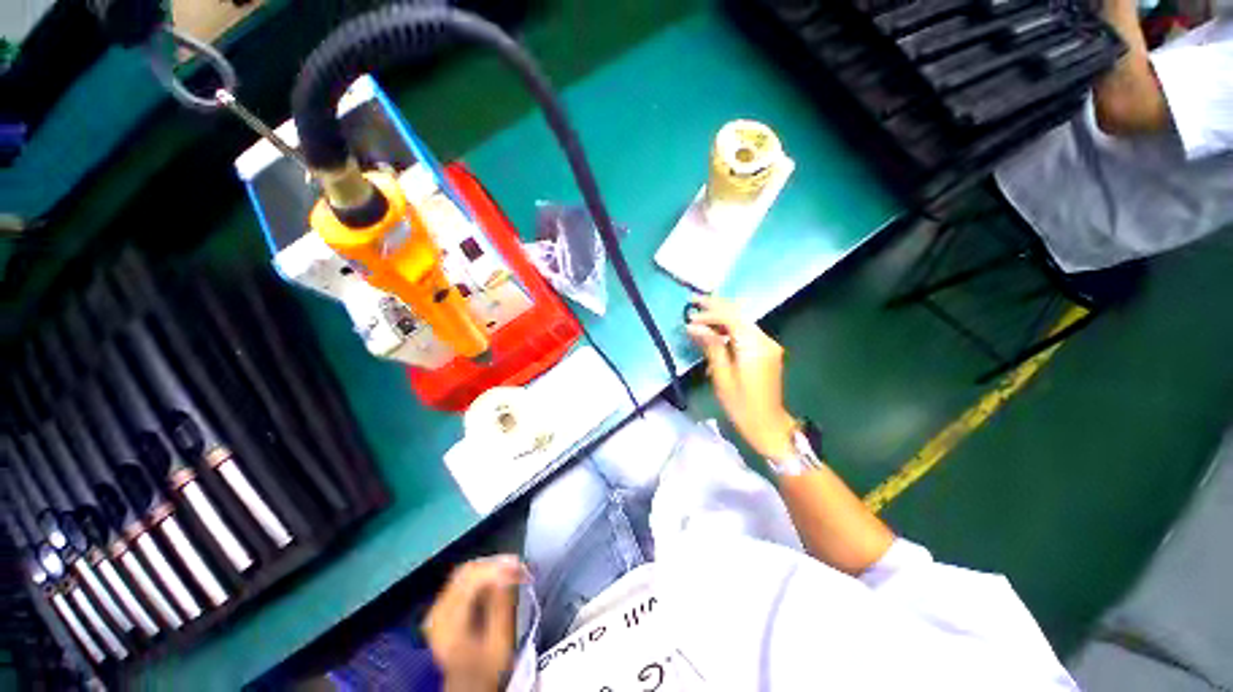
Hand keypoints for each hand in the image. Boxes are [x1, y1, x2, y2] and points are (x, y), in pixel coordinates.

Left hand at [422, 556, 523, 691]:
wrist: (469, 688)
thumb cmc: (487, 668)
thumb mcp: (499, 642)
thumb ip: (501, 605)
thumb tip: (509, 571)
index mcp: (448, 621)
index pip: (471, 579)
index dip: (497, 567)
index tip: (521, 566)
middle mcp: (438, 610)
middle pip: (467, 571)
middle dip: (495, 564)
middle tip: (520, 566)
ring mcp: (439, 607)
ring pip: (466, 572)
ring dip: (491, 568)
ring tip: (514, 570)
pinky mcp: (444, 607)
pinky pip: (464, 580)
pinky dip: (484, 576)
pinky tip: (500, 579)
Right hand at [686, 296, 797, 459]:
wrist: (768, 425)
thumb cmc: (741, 404)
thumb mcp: (722, 376)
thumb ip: (710, 346)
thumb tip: (693, 326)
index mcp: (754, 346)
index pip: (730, 317)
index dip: (709, 313)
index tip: (689, 315)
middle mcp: (764, 339)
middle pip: (738, 314)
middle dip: (715, 307)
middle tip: (693, 302)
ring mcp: (768, 344)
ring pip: (742, 321)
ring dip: (721, 316)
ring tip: (699, 315)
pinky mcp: (767, 351)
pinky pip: (745, 332)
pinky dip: (729, 328)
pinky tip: (715, 331)